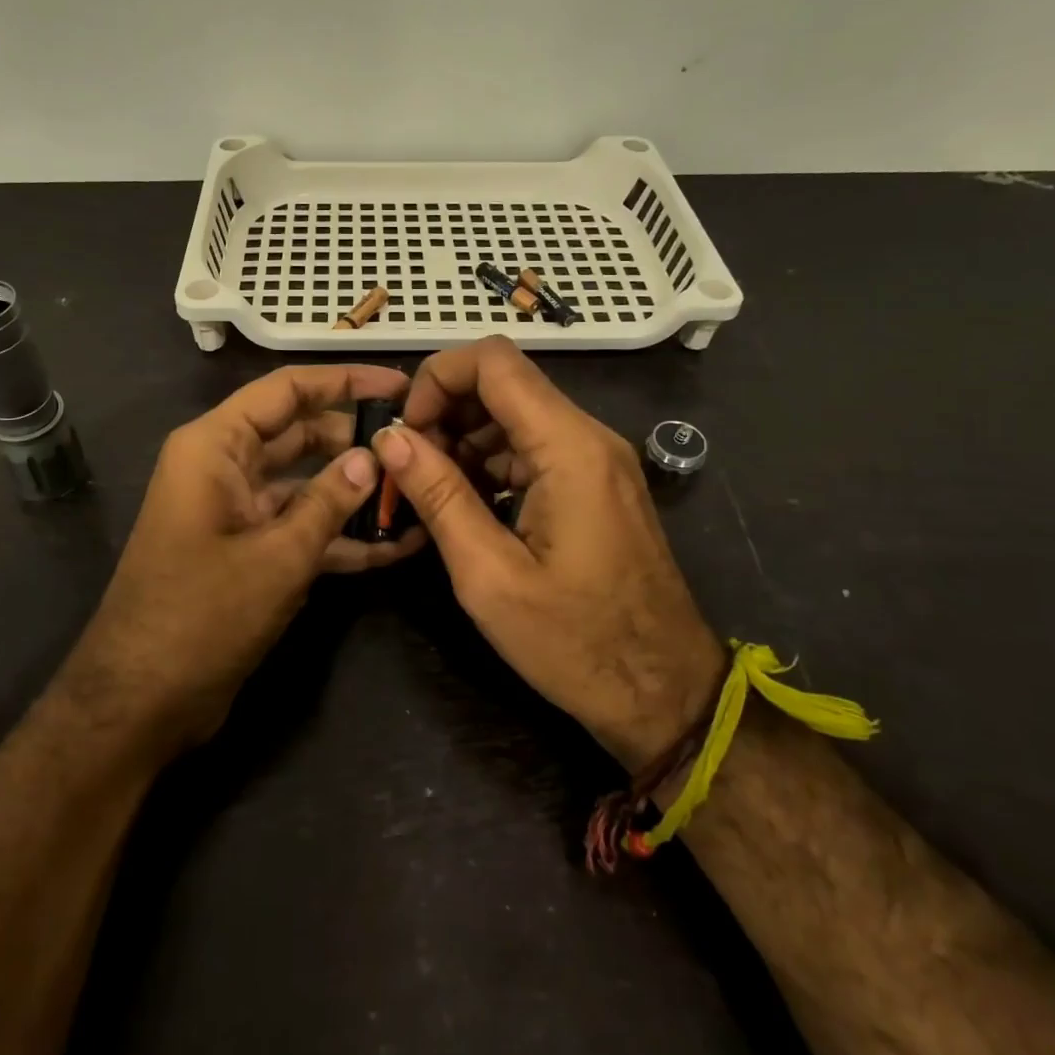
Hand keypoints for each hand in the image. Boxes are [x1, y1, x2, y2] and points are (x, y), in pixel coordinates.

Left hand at [69, 364, 426, 753]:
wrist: (141, 702)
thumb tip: (372, 457)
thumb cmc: (201, 614)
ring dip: (353, 492)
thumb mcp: (277, 555)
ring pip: (304, 482)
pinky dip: (337, 535)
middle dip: (355, 440)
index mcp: (215, 446)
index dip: (344, 381)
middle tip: (417, 446)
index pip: (286, 390)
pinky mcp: (246, 550)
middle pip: (299, 433)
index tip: (399, 386)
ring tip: (417, 494)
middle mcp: (224, 467)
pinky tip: (393, 548)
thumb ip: (328, 501)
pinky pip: (298, 527)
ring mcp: (236, 510)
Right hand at [372, 337, 721, 770]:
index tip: (407, 431)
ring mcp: (596, 459)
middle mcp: (589, 437)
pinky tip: (466, 506)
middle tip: (409, 468)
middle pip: (504, 383)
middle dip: (446, 412)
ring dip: (465, 440)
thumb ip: (438, 496)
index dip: (438, 378)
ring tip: (430, 492)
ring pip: (515, 415)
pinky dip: (491, 463)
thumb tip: (390, 438)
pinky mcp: (595, 483)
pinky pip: (533, 448)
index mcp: (569, 448)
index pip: (494, 361)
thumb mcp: (490, 576)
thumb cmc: (577, 643)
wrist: (665, 693)